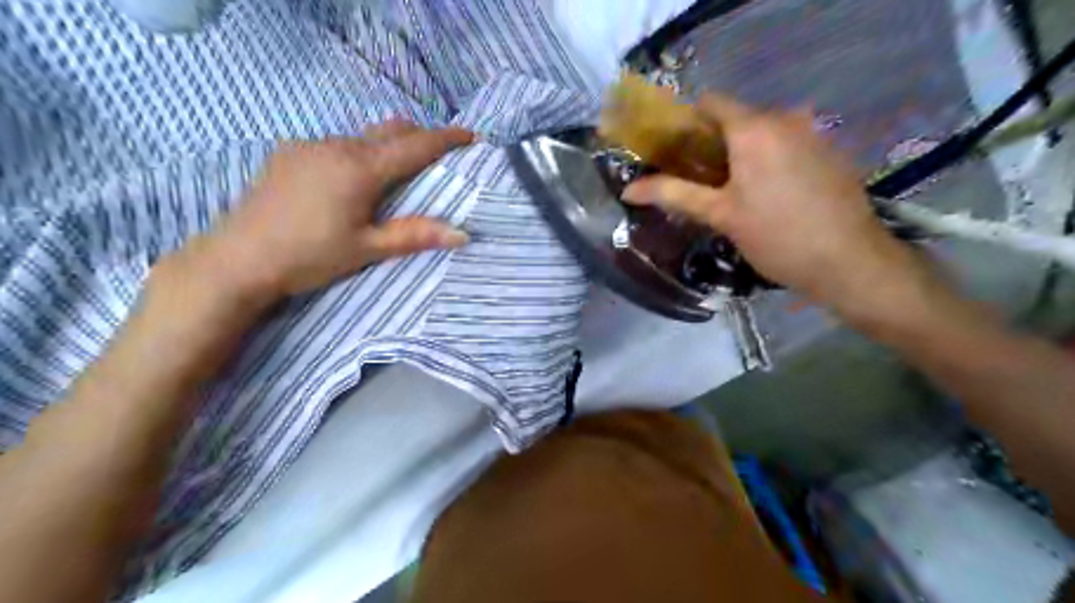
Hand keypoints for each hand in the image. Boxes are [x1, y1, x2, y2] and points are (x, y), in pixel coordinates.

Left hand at [183, 121, 471, 302]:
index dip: (446, 139)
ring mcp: (309, 145)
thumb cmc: (310, 256)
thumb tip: (462, 234)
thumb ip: (415, 235)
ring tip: (395, 173)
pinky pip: (336, 143)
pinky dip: (357, 153)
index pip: (415, 146)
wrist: (238, 259)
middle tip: (437, 155)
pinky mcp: (289, 153)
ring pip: (361, 136)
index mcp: (361, 169)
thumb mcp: (368, 248)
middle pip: (389, 130)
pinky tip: (351, 180)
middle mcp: (337, 146)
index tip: (470, 136)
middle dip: (418, 137)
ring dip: (386, 146)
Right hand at [622, 94, 914, 308]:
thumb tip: (629, 189)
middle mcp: (785, 118)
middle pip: (736, 118)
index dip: (687, 124)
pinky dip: (767, 160)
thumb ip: (673, 194)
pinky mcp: (829, 151)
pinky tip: (767, 196)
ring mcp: (812, 133)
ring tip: (729, 193)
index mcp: (754, 127)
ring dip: (740, 154)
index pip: (710, 102)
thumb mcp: (719, 215)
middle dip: (712, 144)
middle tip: (697, 181)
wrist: (849, 261)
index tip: (674, 154)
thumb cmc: (776, 236)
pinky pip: (786, 144)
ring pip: (762, 133)